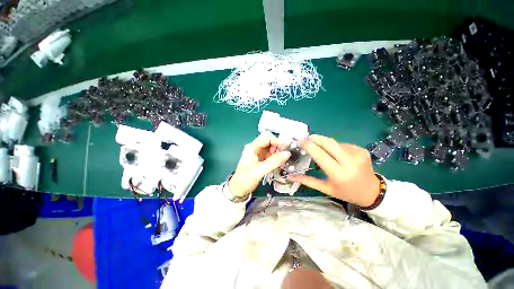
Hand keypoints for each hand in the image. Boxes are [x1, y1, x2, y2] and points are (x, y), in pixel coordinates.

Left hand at [229, 133, 290, 196]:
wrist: (238, 189)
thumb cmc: (245, 179)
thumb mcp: (259, 171)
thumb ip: (273, 162)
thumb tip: (287, 153)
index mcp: (252, 147)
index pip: (267, 137)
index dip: (277, 141)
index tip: (285, 150)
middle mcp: (255, 148)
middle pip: (269, 141)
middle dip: (277, 146)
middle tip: (283, 156)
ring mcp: (257, 153)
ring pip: (270, 147)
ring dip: (277, 152)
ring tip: (280, 161)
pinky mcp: (260, 158)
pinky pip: (270, 154)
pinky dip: (275, 157)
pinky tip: (277, 163)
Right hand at [288, 135, 379, 206]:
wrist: (372, 192)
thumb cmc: (346, 192)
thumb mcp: (325, 189)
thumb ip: (307, 181)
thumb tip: (290, 176)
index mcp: (338, 173)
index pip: (320, 154)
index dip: (308, 145)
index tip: (299, 141)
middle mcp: (349, 161)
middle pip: (328, 142)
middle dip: (315, 138)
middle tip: (306, 139)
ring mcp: (357, 154)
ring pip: (334, 142)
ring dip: (324, 143)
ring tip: (320, 150)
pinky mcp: (361, 150)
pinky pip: (342, 144)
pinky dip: (334, 147)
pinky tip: (335, 153)